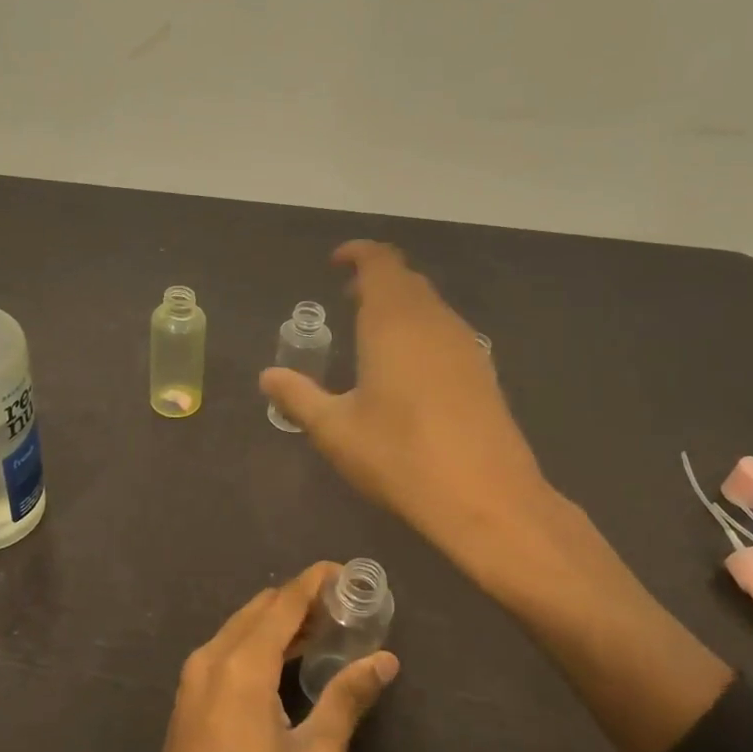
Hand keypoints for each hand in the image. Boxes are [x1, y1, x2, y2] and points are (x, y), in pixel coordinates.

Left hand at [59, 563, 397, 751]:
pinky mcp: (186, 702)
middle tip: (345, 609)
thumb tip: (385, 659)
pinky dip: (258, 644)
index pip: (283, 602)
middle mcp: (210, 660)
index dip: (315, 582)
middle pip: (259, 609)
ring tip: (325, 632)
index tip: (348, 572)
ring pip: (240, 628)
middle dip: (301, 601)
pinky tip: (287, 664)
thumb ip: (347, 700)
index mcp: (241, 667)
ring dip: (279, 623)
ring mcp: (191, 681)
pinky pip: (227, 652)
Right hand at [260, 242, 556, 582]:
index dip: (358, 254)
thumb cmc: (399, 456)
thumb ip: (298, 397)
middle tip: (348, 297)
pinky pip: (446, 330)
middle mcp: (433, 321)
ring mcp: (464, 345)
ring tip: (373, 330)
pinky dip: (421, 329)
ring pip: (430, 305)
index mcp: (393, 322)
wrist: (485, 497)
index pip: (380, 263)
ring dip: (401, 304)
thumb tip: (267, 377)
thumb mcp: (335, 430)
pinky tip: (408, 366)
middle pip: (407, 280)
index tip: (336, 263)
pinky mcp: (483, 371)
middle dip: (376, 279)